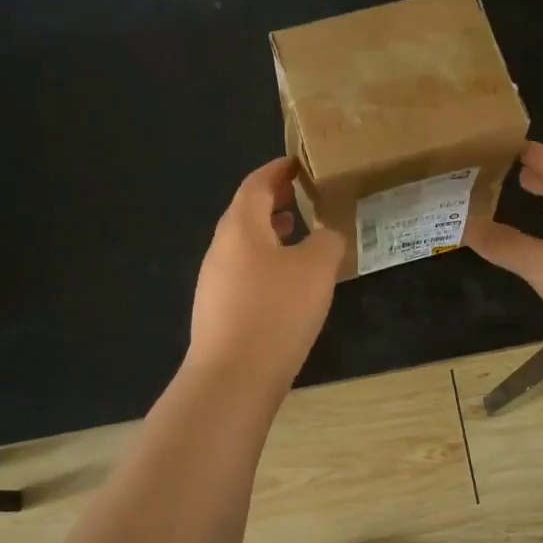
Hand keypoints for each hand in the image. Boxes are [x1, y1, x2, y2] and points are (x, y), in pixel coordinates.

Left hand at [188, 158, 343, 392]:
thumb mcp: (316, 269)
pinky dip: (264, 261)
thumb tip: (328, 233)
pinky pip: (242, 271)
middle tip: (301, 194)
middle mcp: (220, 248)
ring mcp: (214, 280)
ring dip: (269, 232)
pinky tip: (285, 282)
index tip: (296, 164)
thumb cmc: (275, 312)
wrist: (232, 378)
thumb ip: (328, 240)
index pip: (256, 185)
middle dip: (273, 200)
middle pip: (245, 212)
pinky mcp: (216, 310)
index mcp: (241, 227)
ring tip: (298, 232)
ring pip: (243, 244)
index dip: (276, 171)